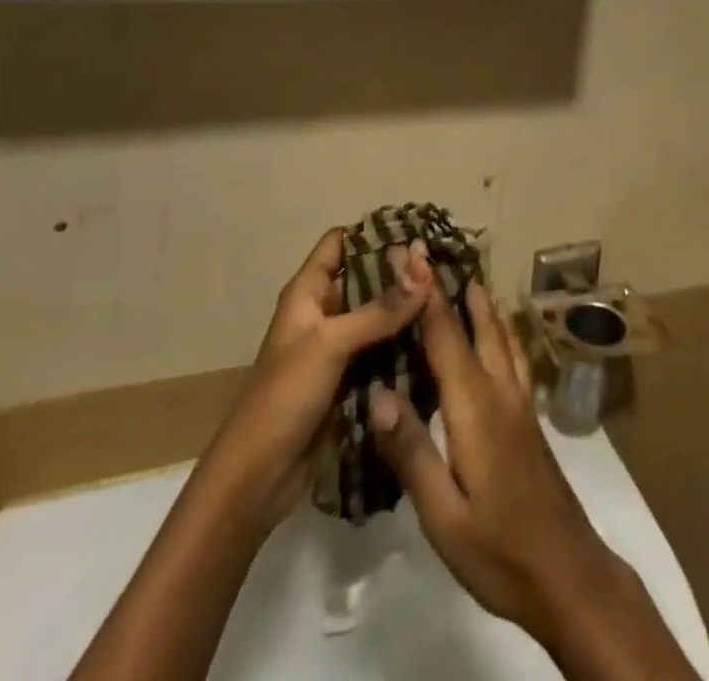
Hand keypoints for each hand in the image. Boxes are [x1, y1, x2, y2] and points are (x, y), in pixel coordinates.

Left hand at [201, 229, 430, 533]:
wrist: (258, 477)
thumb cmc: (285, 395)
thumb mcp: (331, 343)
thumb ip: (380, 309)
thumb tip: (425, 269)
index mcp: (308, 292)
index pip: (340, 242)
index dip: (373, 232)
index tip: (417, 231)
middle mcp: (323, 313)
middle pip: (365, 278)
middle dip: (401, 272)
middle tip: (445, 265)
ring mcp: (337, 348)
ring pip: (378, 316)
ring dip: (407, 308)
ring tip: (451, 296)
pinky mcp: (349, 380)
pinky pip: (382, 351)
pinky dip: (405, 343)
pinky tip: (438, 337)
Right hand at [366, 281, 629, 641]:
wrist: (567, 574)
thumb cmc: (499, 548)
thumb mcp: (442, 514)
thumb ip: (412, 451)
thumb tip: (377, 393)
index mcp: (474, 408)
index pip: (445, 337)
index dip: (426, 293)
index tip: (410, 253)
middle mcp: (500, 392)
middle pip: (478, 326)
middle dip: (457, 288)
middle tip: (438, 254)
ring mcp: (520, 404)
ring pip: (502, 338)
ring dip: (485, 306)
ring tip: (473, 279)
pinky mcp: (529, 419)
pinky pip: (512, 357)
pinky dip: (501, 331)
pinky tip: (501, 335)